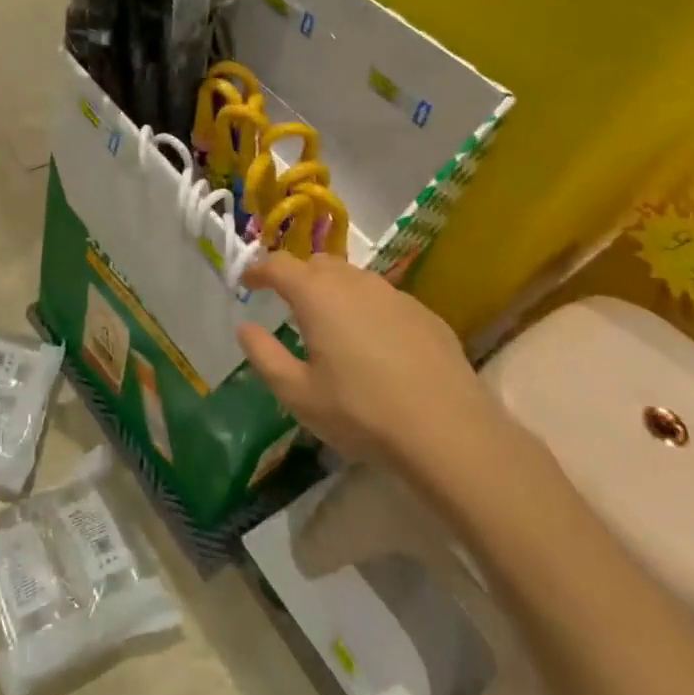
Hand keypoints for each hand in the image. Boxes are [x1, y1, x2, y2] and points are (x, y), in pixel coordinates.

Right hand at [236, 253, 504, 494]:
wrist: (448, 431)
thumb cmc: (361, 411)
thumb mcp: (298, 393)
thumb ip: (264, 355)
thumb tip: (245, 328)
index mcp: (317, 295)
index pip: (278, 264)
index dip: (258, 269)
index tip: (247, 281)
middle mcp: (355, 283)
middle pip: (317, 263)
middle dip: (297, 275)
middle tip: (286, 301)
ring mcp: (395, 295)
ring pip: (353, 278)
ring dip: (333, 289)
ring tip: (329, 321)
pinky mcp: (425, 314)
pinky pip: (384, 298)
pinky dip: (366, 308)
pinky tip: (373, 342)